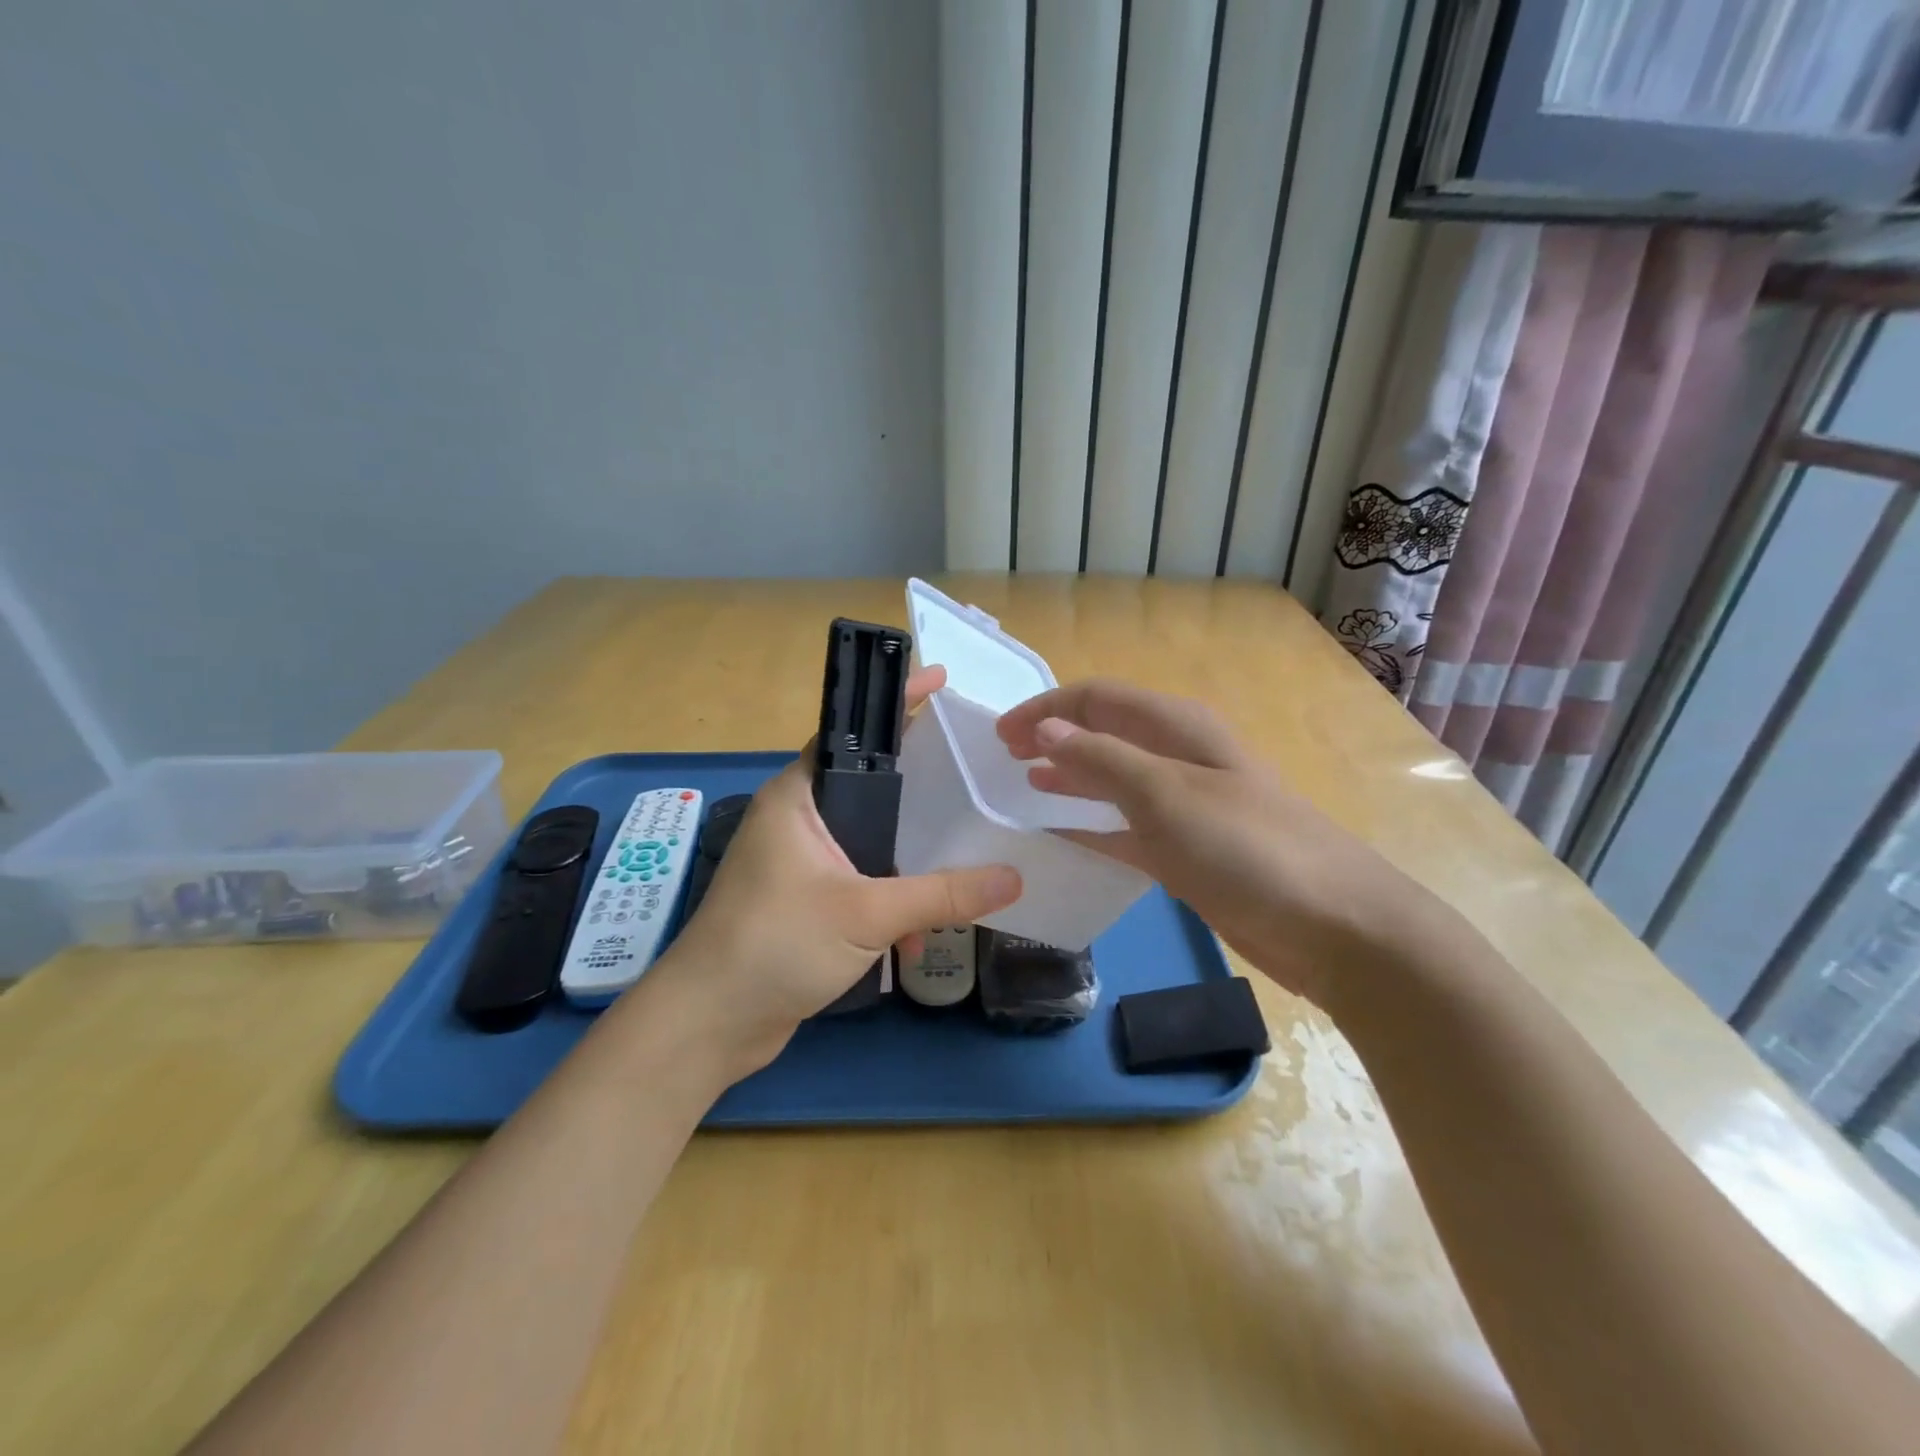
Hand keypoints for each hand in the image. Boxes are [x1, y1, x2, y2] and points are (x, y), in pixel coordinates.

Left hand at [635, 666, 1021, 1079]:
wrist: (710, 1025)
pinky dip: (890, 907)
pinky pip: (862, 886)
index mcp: (798, 797)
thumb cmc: (775, 945)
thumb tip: (1013, 878)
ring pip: (871, 844)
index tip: (942, 681)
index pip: (853, 733)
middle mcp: (798, 820)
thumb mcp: (867, 914)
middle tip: (973, 780)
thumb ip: (942, 894)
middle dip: (921, 796)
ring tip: (959, 882)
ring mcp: (800, 864)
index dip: (897, 705)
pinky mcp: (807, 903)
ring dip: (909, 870)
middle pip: (871, 790)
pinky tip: (912, 945)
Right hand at [996, 679, 1432, 1006]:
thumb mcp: (1166, 794)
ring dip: (1069, 775)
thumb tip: (1044, 729)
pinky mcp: (1187, 850)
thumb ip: (1100, 758)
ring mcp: (1184, 805)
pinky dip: (1091, 824)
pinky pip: (1125, 826)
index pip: (1098, 698)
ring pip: (1112, 778)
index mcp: (1178, 728)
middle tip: (1002, 757)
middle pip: (1104, 733)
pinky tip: (1062, 832)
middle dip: (1053, 737)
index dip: (1046, 709)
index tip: (999, 736)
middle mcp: (1179, 757)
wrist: (1332, 924)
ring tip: (1024, 783)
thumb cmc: (1247, 847)